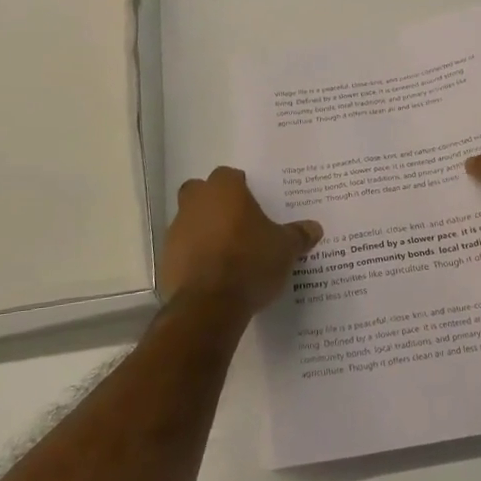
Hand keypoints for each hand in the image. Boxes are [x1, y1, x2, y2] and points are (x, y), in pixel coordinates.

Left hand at [158, 167, 320, 316]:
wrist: (209, 305)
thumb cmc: (250, 262)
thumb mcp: (285, 249)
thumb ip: (298, 235)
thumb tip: (315, 228)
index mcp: (224, 190)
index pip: (229, 175)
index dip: (241, 188)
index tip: (253, 205)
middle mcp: (196, 202)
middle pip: (201, 192)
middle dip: (215, 203)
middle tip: (237, 223)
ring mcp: (176, 230)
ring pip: (189, 220)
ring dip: (203, 230)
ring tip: (227, 253)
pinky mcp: (166, 259)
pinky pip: (182, 250)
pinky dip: (194, 257)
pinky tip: (213, 275)